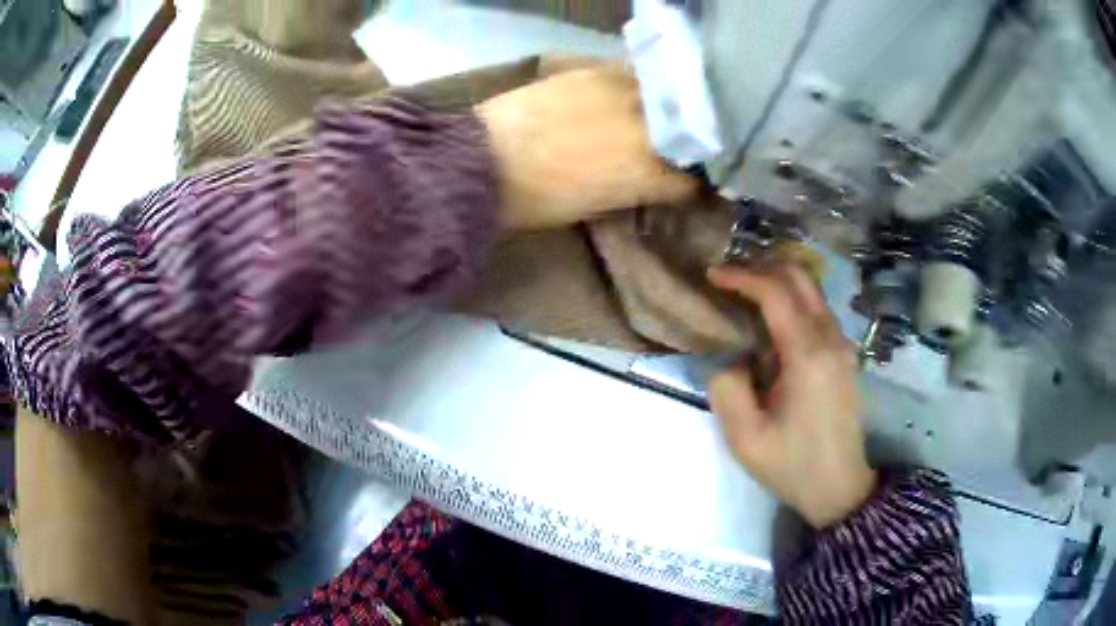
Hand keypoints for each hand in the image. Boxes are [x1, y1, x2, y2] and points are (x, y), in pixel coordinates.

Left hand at [476, 67, 698, 229]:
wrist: (483, 160)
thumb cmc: (535, 200)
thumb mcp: (595, 207)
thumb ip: (633, 190)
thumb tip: (650, 182)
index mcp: (646, 174)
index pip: (687, 182)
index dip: (684, 186)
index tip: (677, 187)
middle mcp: (646, 129)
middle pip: (684, 135)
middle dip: (679, 146)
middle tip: (666, 151)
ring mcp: (623, 94)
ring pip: (663, 100)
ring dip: (660, 112)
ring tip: (647, 119)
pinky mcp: (595, 71)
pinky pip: (631, 77)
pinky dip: (633, 89)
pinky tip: (621, 97)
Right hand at [707, 265, 876, 527]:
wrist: (840, 487)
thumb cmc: (793, 465)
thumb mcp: (745, 438)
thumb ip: (727, 387)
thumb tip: (732, 356)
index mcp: (808, 356)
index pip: (776, 293)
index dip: (742, 276)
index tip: (713, 275)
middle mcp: (831, 339)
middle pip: (800, 278)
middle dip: (762, 268)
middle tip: (729, 279)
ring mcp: (843, 345)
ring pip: (812, 291)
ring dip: (779, 283)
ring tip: (744, 296)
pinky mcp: (845, 355)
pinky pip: (818, 311)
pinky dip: (792, 301)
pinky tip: (771, 322)